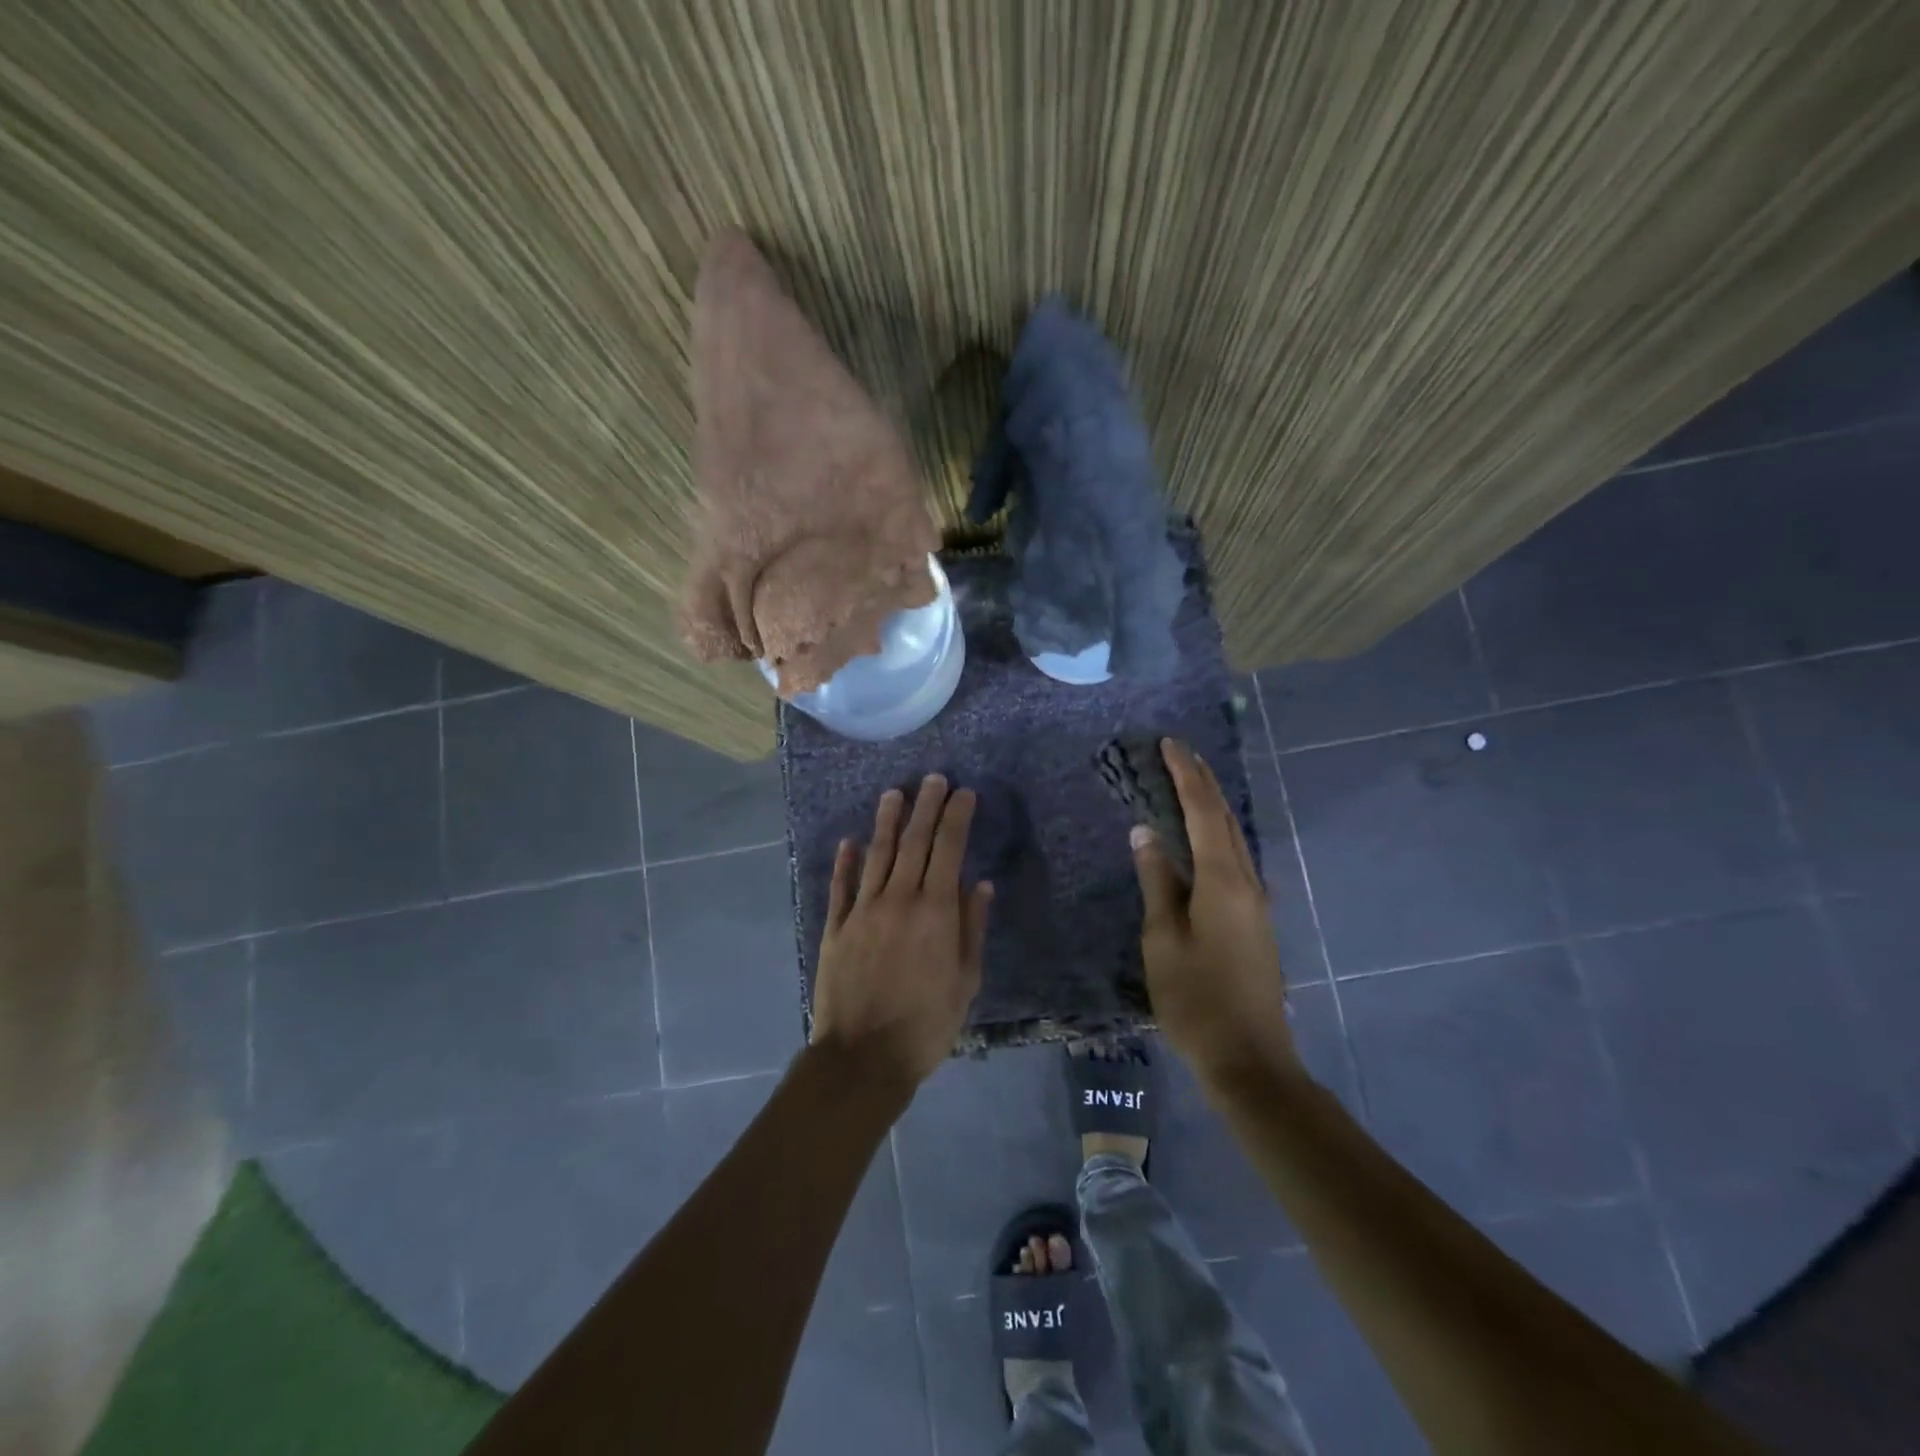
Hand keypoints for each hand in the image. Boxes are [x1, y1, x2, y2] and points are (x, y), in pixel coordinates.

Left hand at [811, 775, 993, 1093]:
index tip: (964, 793)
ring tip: (894, 793)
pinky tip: (849, 842)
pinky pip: (841, 887)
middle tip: (933, 778)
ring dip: (886, 821)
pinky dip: (845, 862)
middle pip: (914, 842)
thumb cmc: (926, 1024)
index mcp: (935, 911)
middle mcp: (898, 899)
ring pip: (877, 855)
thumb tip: (981, 885)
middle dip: (926, 806)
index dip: (957, 817)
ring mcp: (862, 911)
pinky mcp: (835, 927)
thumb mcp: (965, 981)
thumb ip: (972, 928)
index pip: (949, 849)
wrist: (864, 1057)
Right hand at [1132, 739, 1299, 1082]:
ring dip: (1212, 808)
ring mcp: (1257, 904)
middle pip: (1226, 820)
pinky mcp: (1256, 922)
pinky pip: (1236, 862)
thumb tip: (1145, 834)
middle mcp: (1247, 883)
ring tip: (1190, 785)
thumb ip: (1156, 882)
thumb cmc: (1196, 999)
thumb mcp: (1163, 940)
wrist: (1250, 1059)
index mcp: (1223, 882)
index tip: (1169, 744)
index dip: (1186, 776)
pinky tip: (1207, 841)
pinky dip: (1218, 837)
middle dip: (1203, 783)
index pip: (1203, 813)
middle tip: (1180, 753)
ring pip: (1235, 840)